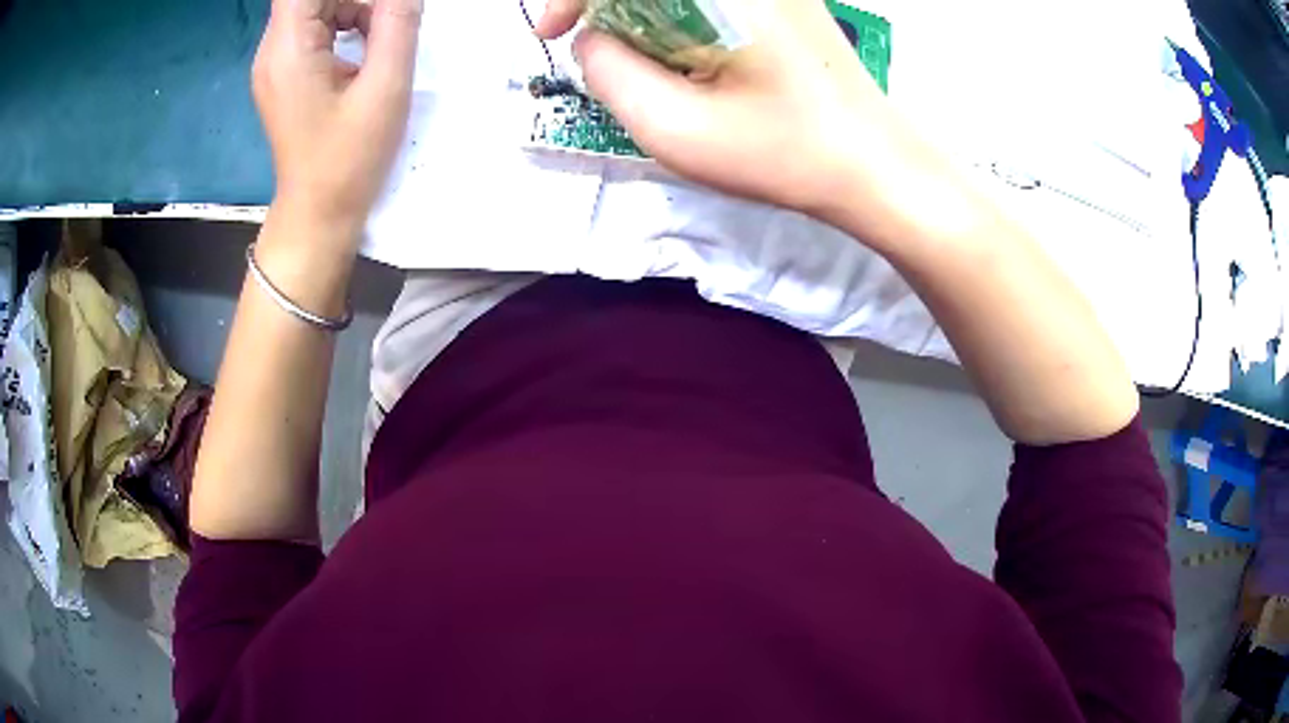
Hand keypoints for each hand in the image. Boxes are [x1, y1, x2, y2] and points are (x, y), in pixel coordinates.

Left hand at [252, 0, 421, 243]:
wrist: (318, 214)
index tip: (379, 5)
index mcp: (288, 49)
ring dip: (354, 8)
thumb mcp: (385, 87)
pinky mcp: (285, 77)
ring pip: (315, 9)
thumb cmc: (348, 157)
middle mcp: (272, 50)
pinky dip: (343, 27)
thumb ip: (397, 24)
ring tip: (382, 36)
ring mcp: (275, 65)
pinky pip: (313, 31)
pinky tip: (364, 51)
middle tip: (390, 19)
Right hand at [536, 0, 945, 247]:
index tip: (554, 34)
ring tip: (644, 62)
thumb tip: (590, 39)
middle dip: (605, 6)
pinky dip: (674, 14)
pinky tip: (684, 53)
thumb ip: (609, 73)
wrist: (874, 164)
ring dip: (640, 13)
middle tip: (596, 49)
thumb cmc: (784, 152)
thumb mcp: (676, 128)